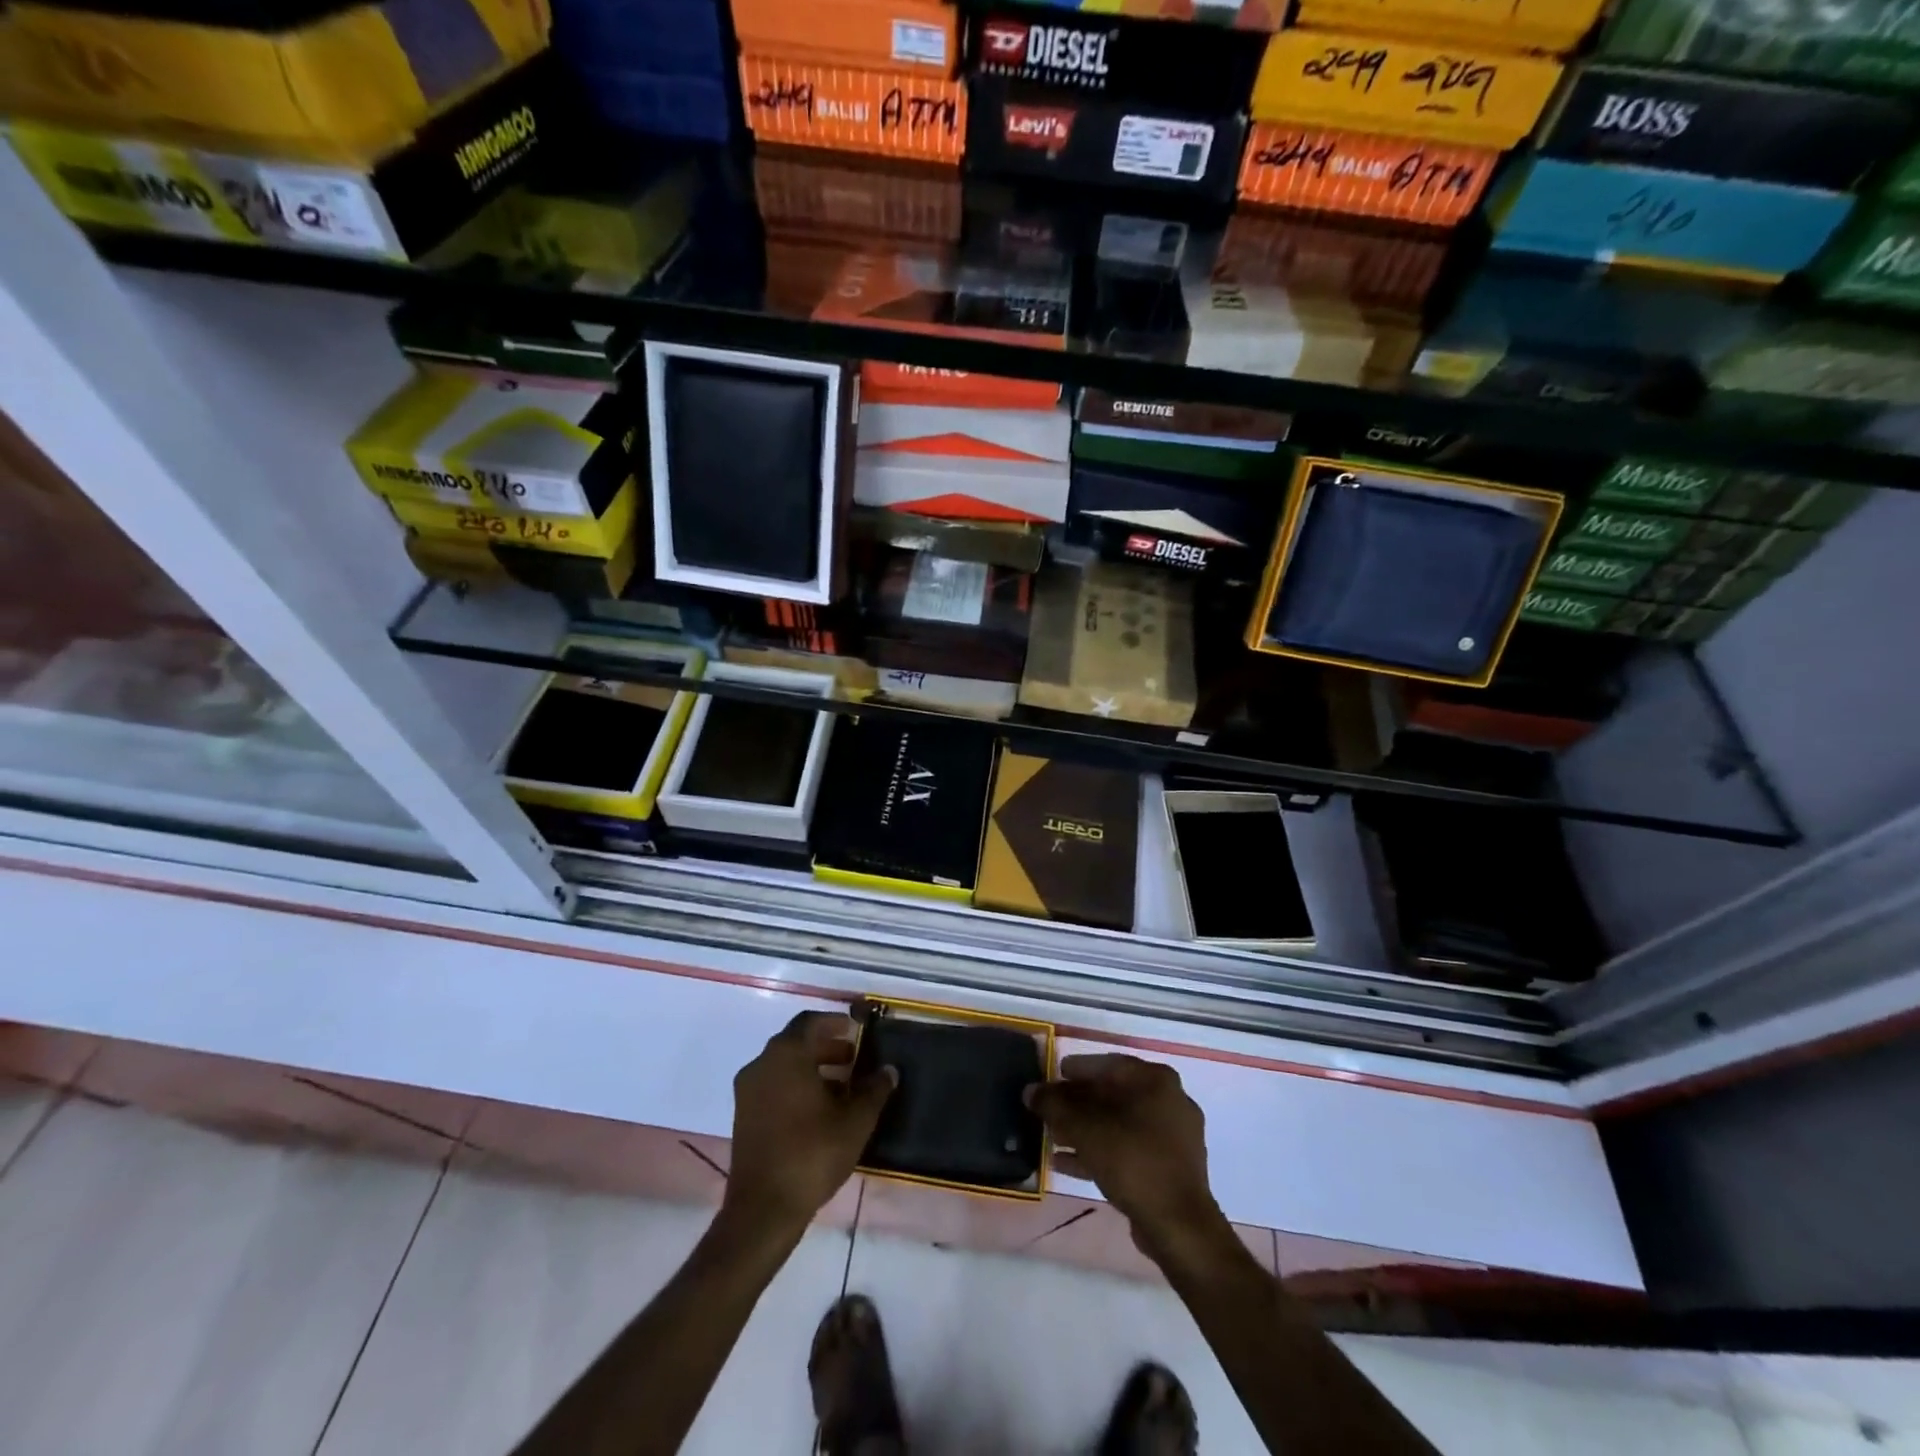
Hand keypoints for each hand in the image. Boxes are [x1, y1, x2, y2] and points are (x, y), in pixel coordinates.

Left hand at [722, 1011, 895, 1239]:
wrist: (763, 1209)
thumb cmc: (812, 1153)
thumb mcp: (855, 1121)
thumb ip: (874, 1089)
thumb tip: (889, 1070)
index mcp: (786, 1054)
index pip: (810, 1022)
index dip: (834, 1022)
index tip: (856, 1030)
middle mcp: (762, 1064)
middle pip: (796, 1043)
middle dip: (826, 1047)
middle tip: (854, 1059)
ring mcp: (748, 1092)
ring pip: (784, 1066)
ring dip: (813, 1069)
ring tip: (843, 1087)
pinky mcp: (743, 1116)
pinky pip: (774, 1086)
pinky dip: (796, 1087)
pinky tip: (820, 1111)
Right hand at [1026, 1054, 1225, 1260]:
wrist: (1177, 1223)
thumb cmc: (1131, 1159)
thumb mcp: (1084, 1128)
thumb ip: (1054, 1104)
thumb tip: (1031, 1090)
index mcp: (1155, 1079)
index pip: (1107, 1064)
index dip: (1076, 1069)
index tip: (1053, 1074)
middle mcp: (1169, 1100)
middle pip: (1113, 1094)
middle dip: (1078, 1103)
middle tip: (1050, 1109)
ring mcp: (1174, 1135)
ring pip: (1120, 1124)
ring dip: (1086, 1129)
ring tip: (1053, 1138)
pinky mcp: (1171, 1167)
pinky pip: (1129, 1149)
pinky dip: (1101, 1151)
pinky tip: (1068, 1163)